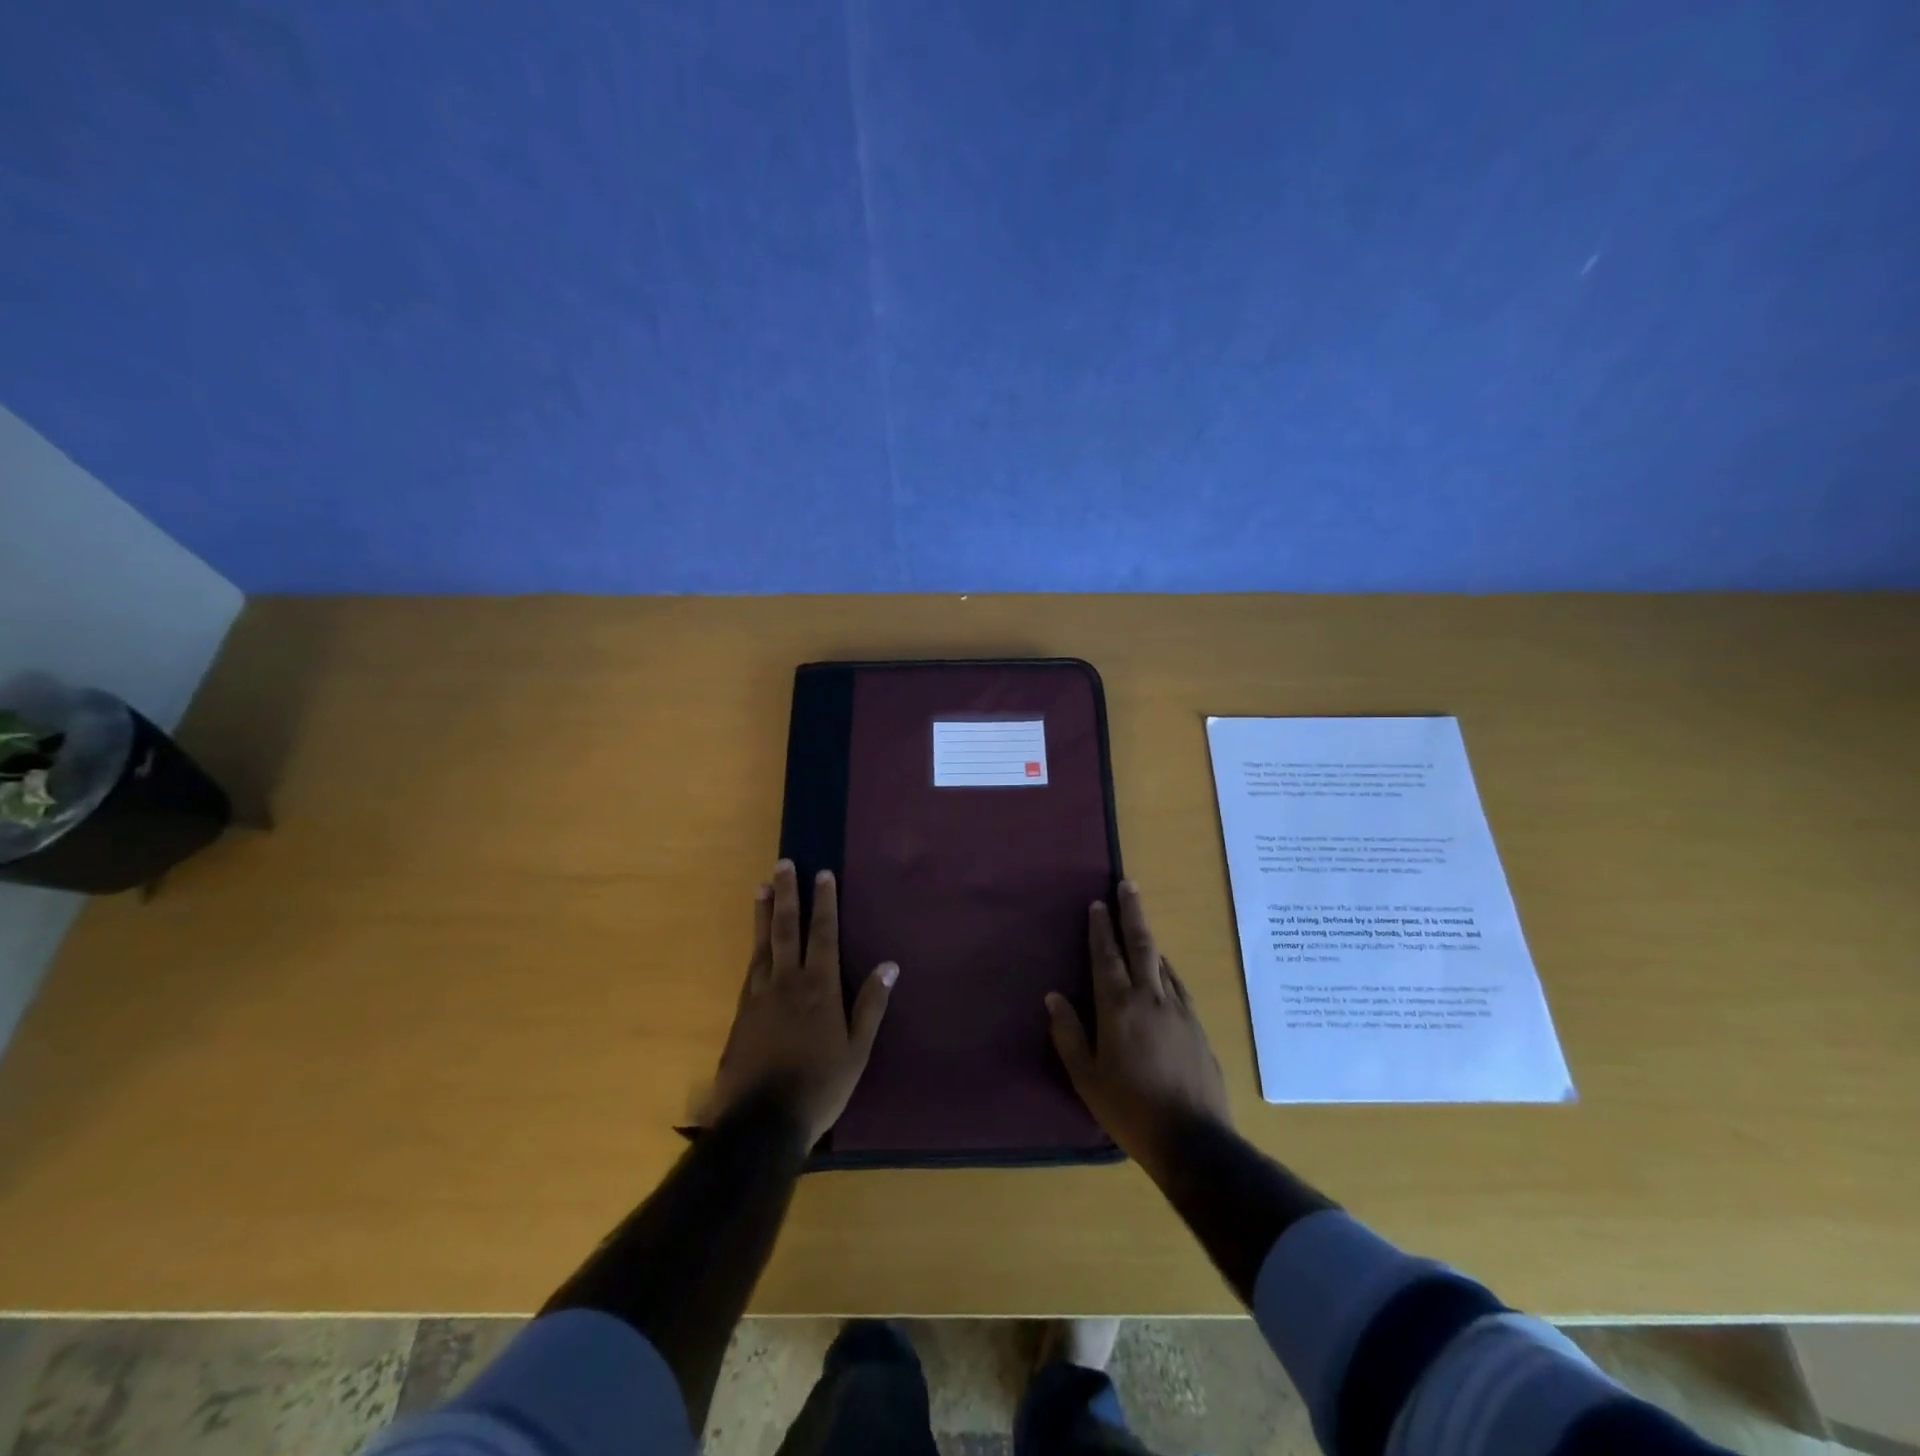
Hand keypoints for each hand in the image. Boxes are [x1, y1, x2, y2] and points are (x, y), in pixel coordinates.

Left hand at [707, 861, 896, 1150]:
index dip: (824, 902)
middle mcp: (787, 982)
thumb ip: (871, 1005)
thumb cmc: (820, 1085)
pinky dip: (754, 947)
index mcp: (819, 988)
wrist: (762, 1122)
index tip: (822, 874)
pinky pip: (750, 968)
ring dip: (763, 913)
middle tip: (783, 864)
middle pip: (786, 928)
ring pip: (762, 944)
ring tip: (761, 887)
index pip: (823, 934)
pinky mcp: (741, 1013)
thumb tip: (889, 965)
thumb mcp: (857, 1050)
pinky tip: (755, 942)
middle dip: (787, 894)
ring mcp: (759, 996)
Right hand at [1046, 881, 1230, 1182]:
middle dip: (1131, 913)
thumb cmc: (1129, 1110)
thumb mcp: (1086, 1078)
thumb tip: (1054, 997)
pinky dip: (1167, 968)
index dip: (1100, 929)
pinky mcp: (1198, 1026)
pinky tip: (1164, 970)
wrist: (1193, 1140)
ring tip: (1139, 924)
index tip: (1097, 904)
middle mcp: (1150, 998)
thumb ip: (1068, 1034)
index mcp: (1118, 1008)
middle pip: (1141, 945)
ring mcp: (1179, 1010)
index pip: (1106, 957)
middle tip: (1128, 885)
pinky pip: (1178, 985)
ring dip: (1149, 939)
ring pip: (1162, 962)